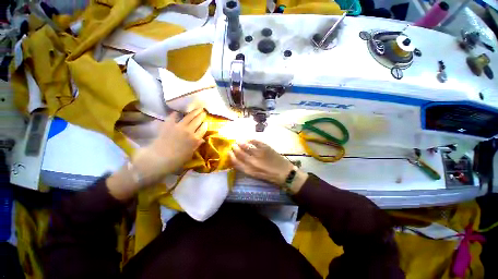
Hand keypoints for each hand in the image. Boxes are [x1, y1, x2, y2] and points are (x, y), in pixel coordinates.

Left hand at [107, 108, 207, 199]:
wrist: (158, 159)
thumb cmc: (176, 160)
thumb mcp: (189, 155)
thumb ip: (196, 145)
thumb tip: (202, 140)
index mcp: (195, 139)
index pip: (203, 129)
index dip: (205, 125)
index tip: (206, 122)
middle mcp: (189, 131)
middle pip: (197, 121)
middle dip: (201, 116)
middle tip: (203, 111)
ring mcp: (179, 126)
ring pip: (189, 117)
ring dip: (194, 112)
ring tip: (197, 108)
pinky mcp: (168, 124)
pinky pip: (173, 116)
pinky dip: (176, 114)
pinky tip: (178, 112)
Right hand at [229, 140, 295, 185]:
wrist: (284, 173)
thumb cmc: (269, 176)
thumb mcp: (255, 175)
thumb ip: (246, 168)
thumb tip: (238, 159)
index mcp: (249, 171)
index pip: (236, 162)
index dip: (231, 156)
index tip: (229, 152)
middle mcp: (252, 162)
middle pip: (240, 153)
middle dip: (235, 148)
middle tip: (233, 145)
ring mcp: (259, 154)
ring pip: (246, 146)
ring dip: (241, 142)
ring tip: (239, 141)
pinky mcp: (266, 148)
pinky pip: (256, 141)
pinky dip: (251, 139)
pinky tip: (249, 139)